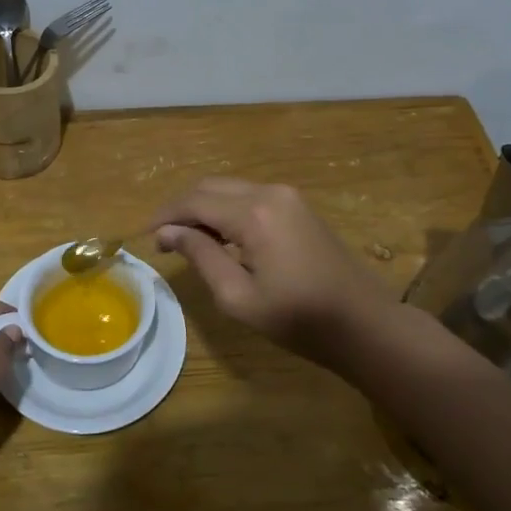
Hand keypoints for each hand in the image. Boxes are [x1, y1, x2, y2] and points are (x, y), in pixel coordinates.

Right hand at [151, 178, 393, 360]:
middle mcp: (270, 192)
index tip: (146, 237)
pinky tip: (220, 238)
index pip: (195, 201)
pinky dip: (227, 210)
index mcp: (255, 214)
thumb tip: (166, 232)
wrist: (364, 324)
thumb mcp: (238, 297)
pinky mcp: (298, 206)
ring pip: (230, 189)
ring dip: (204, 208)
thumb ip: (200, 256)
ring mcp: (288, 196)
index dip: (166, 216)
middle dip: (182, 208)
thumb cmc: (298, 319)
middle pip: (211, 186)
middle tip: (164, 241)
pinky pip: (250, 197)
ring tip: (187, 242)